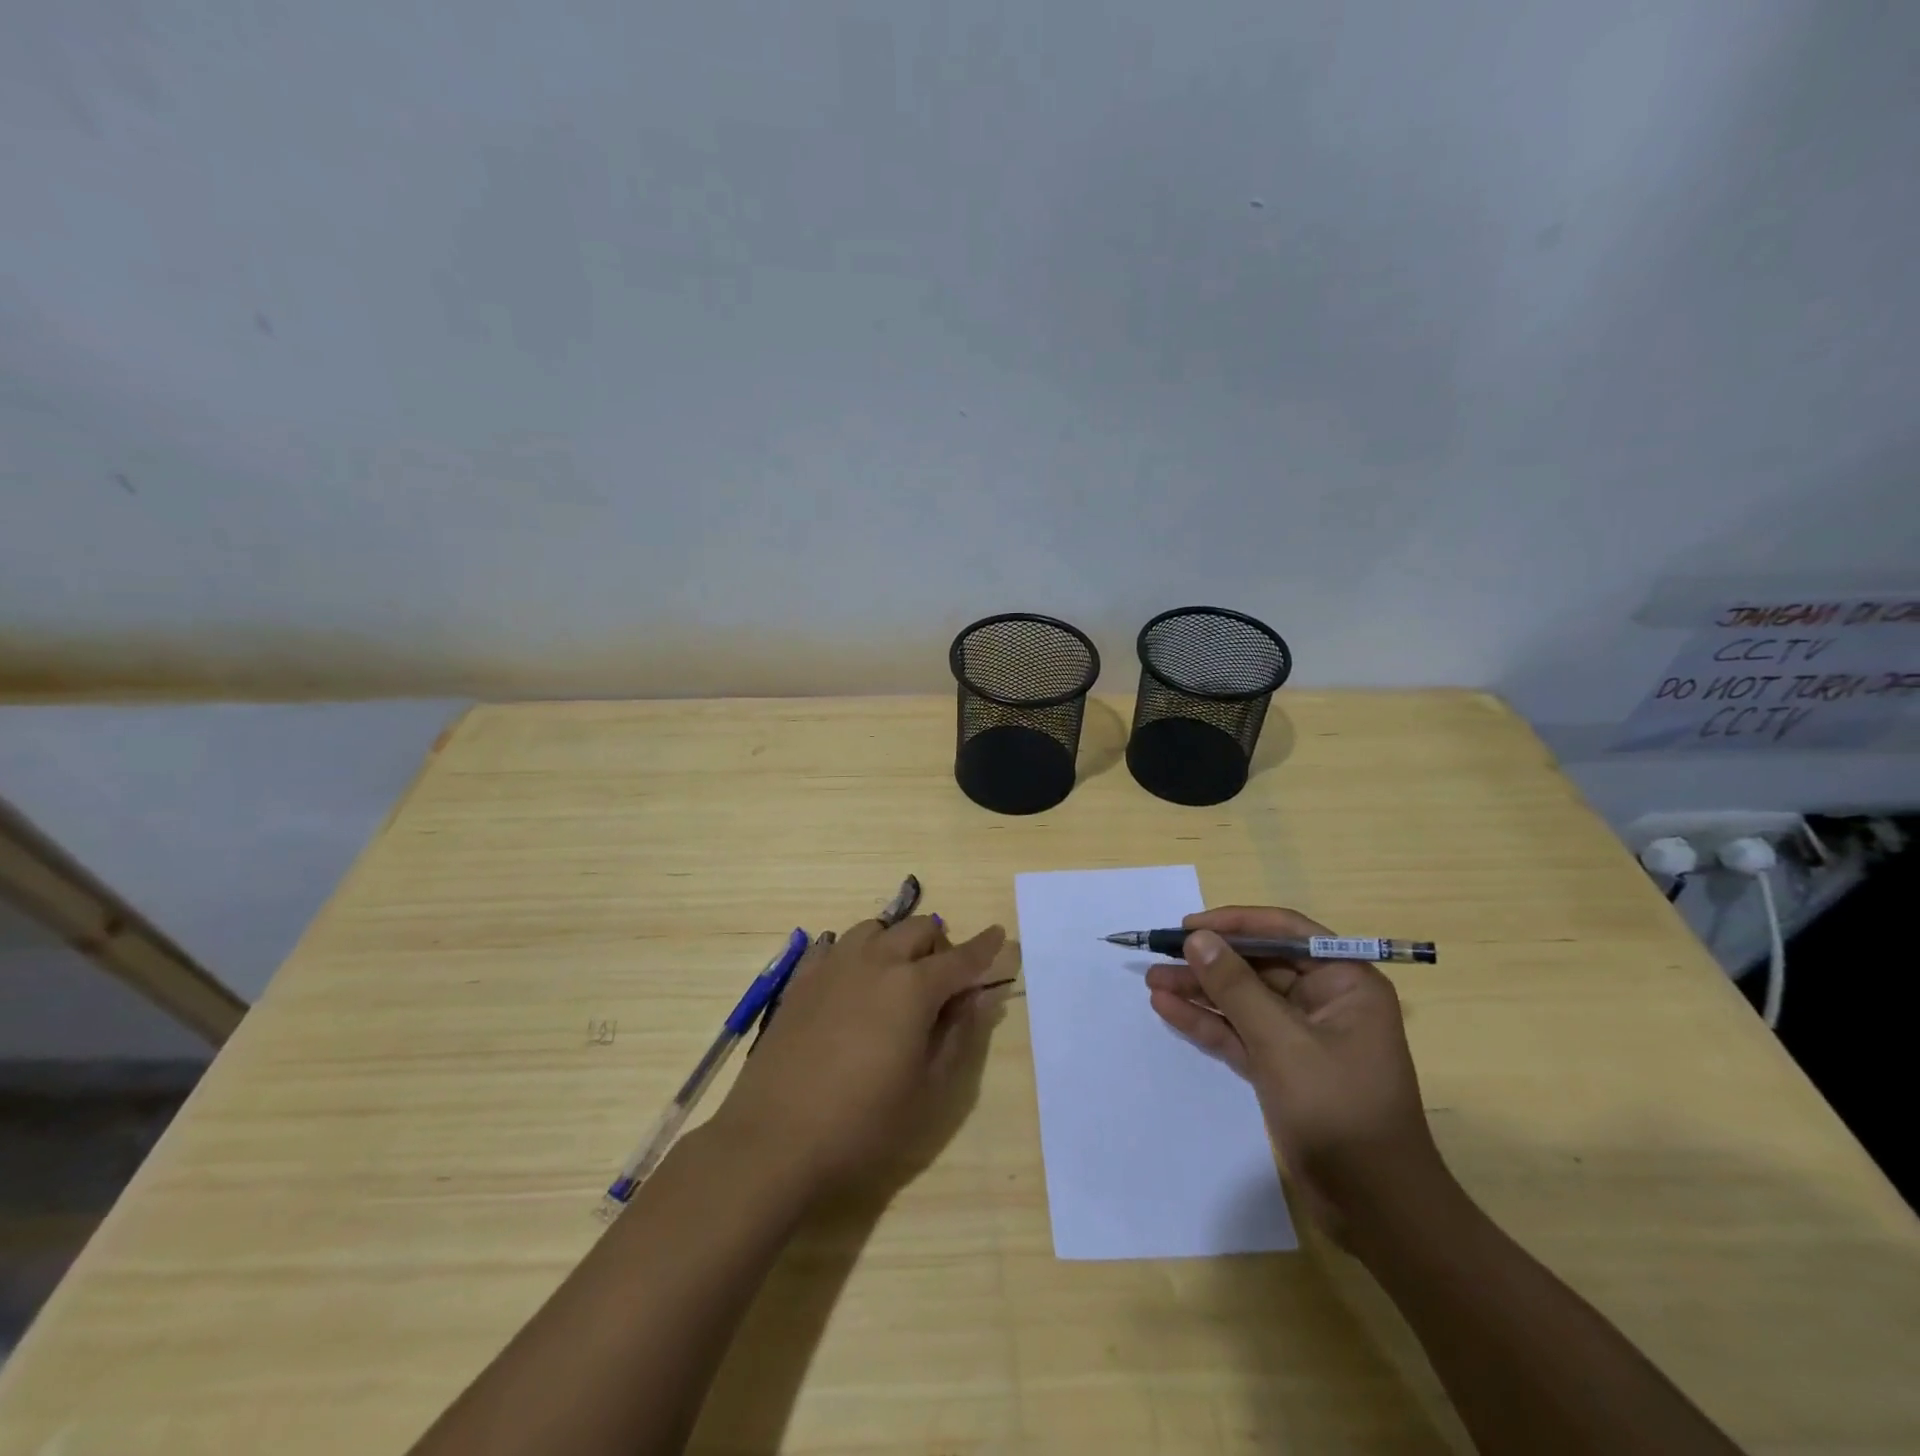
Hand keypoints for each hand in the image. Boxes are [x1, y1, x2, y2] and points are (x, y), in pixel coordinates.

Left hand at [713, 916, 1008, 1193]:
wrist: (775, 1138)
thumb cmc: (862, 1123)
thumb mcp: (927, 1089)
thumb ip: (958, 1035)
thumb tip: (978, 997)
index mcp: (913, 988)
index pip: (961, 958)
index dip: (984, 947)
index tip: (999, 935)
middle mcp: (875, 961)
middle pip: (918, 929)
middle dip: (940, 945)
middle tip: (942, 983)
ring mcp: (833, 965)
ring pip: (875, 928)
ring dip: (896, 943)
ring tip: (895, 979)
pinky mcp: (801, 979)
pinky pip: (836, 945)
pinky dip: (856, 953)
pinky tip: (852, 983)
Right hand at [1145, 905, 1448, 1244]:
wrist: (1374, 1207)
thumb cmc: (1338, 1109)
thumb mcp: (1281, 1041)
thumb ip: (1235, 986)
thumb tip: (1197, 938)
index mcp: (1344, 982)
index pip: (1285, 932)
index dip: (1236, 924)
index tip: (1189, 926)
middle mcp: (1324, 1001)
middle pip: (1258, 965)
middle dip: (1209, 961)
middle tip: (1159, 954)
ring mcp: (1301, 1036)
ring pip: (1243, 1000)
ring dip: (1200, 990)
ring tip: (1152, 981)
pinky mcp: (1281, 1067)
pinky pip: (1239, 1032)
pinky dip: (1206, 1021)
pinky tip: (1167, 1008)